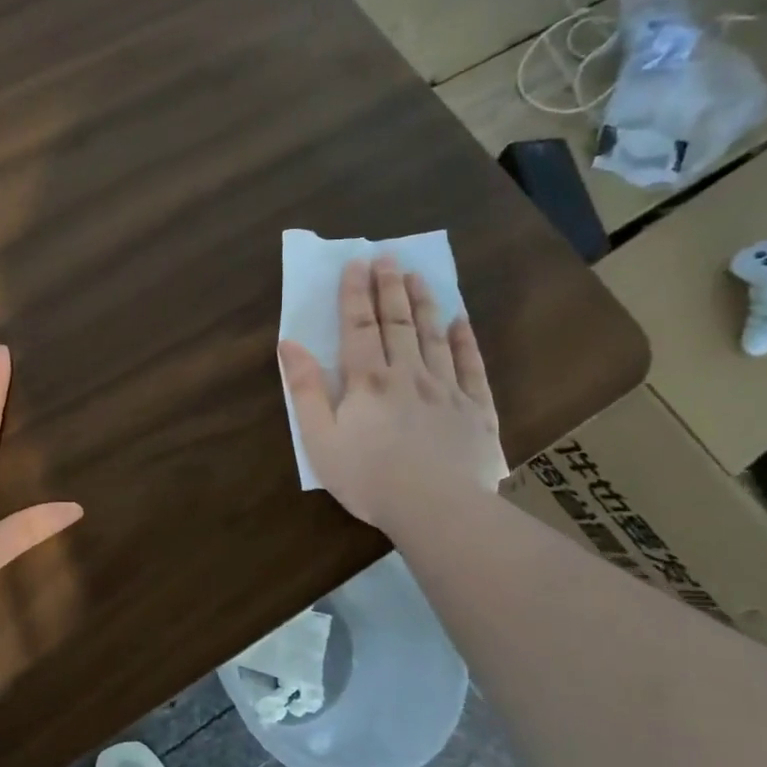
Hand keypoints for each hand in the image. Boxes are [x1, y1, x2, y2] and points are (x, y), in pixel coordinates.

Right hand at [280, 257, 505, 531]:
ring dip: (425, 304)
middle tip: (387, 256)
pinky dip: (466, 342)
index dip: (355, 294)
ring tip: (419, 276)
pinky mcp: (477, 410)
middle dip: (390, 287)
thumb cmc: (368, 478)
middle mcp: (409, 375)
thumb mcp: (320, 439)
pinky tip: (461, 322)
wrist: (436, 509)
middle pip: (398, 323)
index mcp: (368, 382)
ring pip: (435, 337)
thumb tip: (290, 345)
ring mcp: (447, 390)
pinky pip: (472, 367)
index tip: (355, 263)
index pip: (359, 327)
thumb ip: (306, 390)